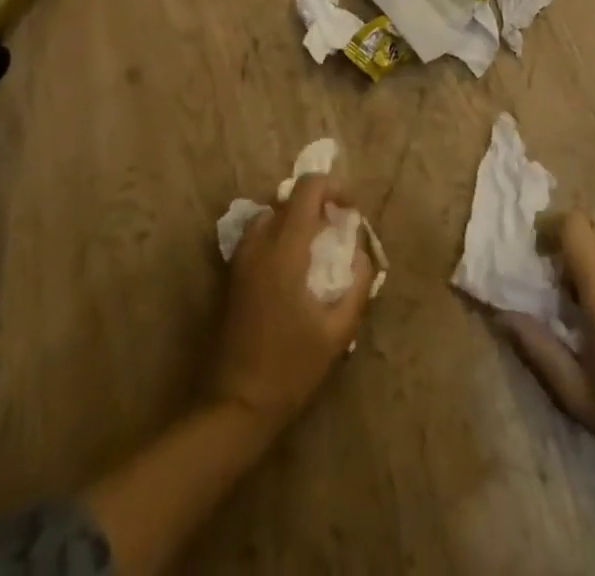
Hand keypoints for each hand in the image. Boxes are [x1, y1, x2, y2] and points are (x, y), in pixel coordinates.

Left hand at [207, 174, 374, 434]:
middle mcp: (259, 243)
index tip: (351, 211)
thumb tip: (362, 252)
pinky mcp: (232, 276)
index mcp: (285, 249)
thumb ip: (358, 284)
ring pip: (271, 215)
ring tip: (316, 248)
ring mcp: (241, 259)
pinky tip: (293, 270)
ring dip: (296, 219)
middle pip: (290, 198)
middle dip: (318, 204)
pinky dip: (278, 235)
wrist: (233, 408)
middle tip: (338, 231)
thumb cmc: (290, 369)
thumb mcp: (337, 331)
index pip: (308, 188)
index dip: (334, 187)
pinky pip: (258, 236)